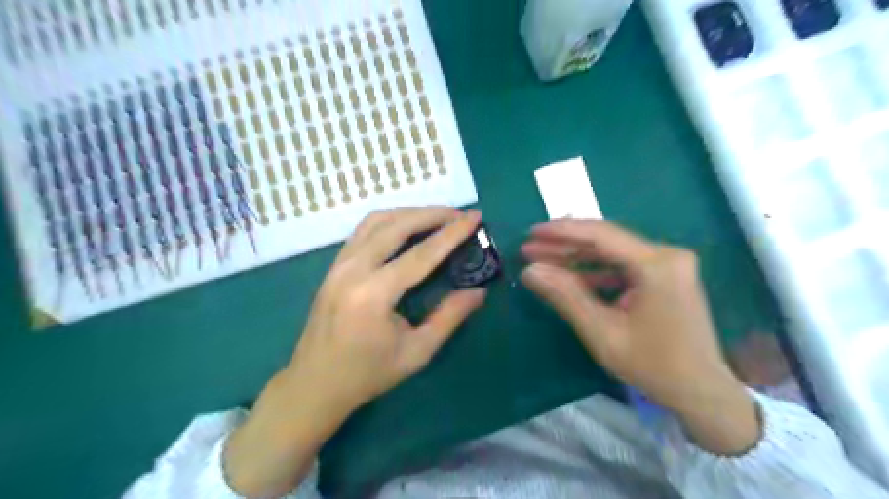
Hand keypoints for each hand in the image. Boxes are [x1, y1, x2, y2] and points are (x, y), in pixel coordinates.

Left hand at [222, 206, 485, 498]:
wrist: (314, 384)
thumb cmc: (368, 374)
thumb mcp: (416, 352)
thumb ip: (449, 317)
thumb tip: (479, 291)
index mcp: (374, 294)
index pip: (421, 254)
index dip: (452, 233)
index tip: (475, 216)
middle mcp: (353, 270)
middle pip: (397, 226)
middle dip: (432, 214)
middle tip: (459, 214)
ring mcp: (339, 264)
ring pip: (376, 221)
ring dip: (410, 213)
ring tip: (437, 216)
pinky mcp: (334, 265)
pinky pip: (363, 230)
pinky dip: (390, 221)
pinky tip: (406, 226)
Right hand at [522, 219, 760, 455]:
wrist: (701, 392)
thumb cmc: (653, 366)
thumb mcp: (602, 332)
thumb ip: (565, 296)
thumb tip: (530, 270)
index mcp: (657, 265)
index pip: (601, 235)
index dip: (562, 231)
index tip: (531, 233)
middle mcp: (666, 255)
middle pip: (605, 241)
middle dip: (564, 245)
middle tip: (529, 248)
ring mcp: (668, 265)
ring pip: (611, 253)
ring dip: (576, 258)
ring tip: (541, 260)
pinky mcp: (664, 276)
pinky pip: (622, 266)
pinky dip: (594, 271)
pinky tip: (568, 276)